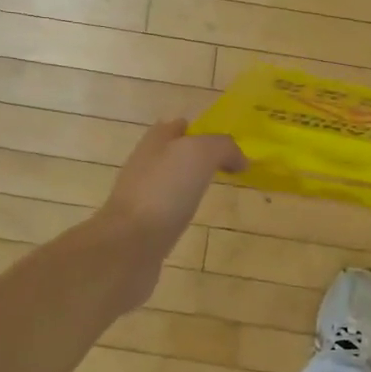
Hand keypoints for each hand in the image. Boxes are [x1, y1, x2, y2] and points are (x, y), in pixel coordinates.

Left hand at [95, 119, 245, 278]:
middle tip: (225, 166)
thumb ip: (223, 147)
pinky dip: (181, 210)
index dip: (198, 130)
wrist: (130, 244)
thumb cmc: (164, 190)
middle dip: (194, 157)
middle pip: (171, 154)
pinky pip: (168, 210)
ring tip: (214, 190)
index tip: (224, 142)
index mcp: (154, 143)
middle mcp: (144, 166)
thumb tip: (240, 160)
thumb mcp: (200, 154)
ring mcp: (141, 198)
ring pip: (169, 182)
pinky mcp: (143, 226)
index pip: (176, 127)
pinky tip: (195, 216)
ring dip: (188, 184)